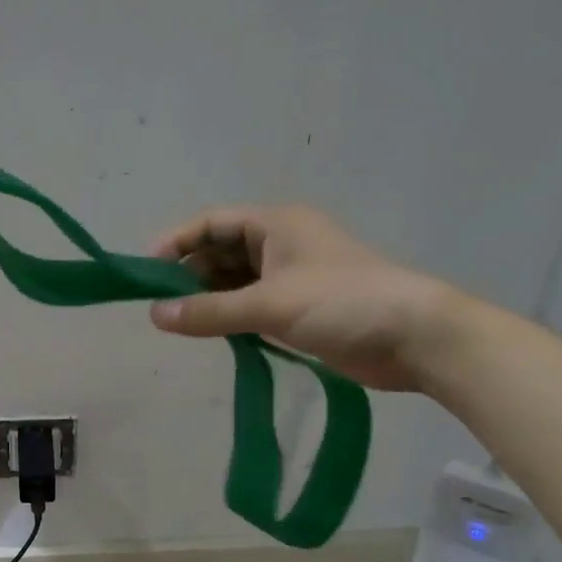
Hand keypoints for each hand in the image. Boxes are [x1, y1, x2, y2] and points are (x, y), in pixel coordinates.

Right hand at [148, 204, 457, 391]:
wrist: (416, 338)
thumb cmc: (343, 303)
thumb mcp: (269, 304)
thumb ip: (209, 311)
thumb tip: (154, 317)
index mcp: (276, 224)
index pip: (212, 223)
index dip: (176, 243)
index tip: (145, 272)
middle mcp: (281, 244)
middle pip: (220, 252)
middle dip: (189, 275)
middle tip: (160, 307)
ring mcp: (292, 277)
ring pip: (235, 281)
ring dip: (209, 298)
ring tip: (179, 323)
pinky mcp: (300, 309)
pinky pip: (251, 305)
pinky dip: (229, 316)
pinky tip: (212, 333)